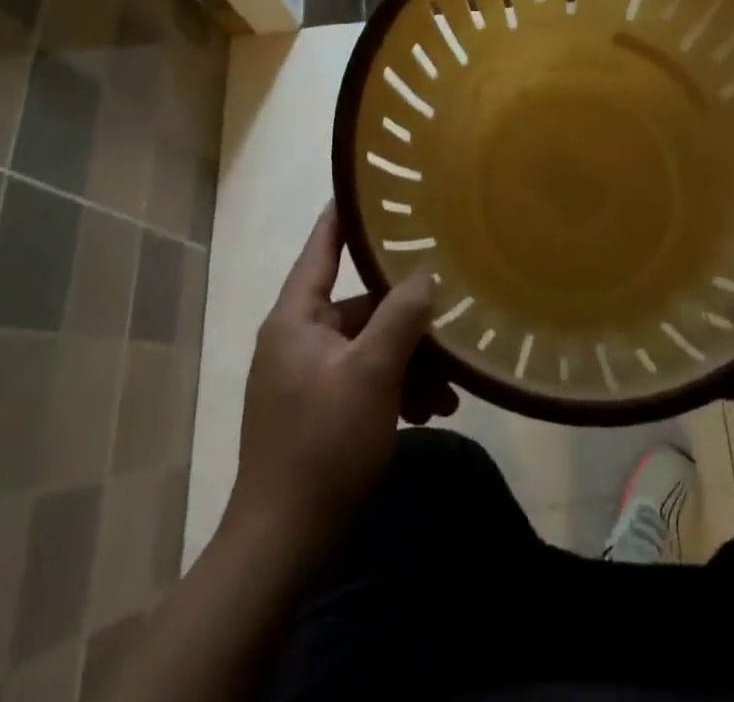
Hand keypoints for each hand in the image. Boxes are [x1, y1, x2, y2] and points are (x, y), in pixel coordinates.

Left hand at [226, 206, 455, 555]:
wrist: (281, 547)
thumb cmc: (322, 446)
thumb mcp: (372, 374)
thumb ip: (401, 315)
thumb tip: (425, 273)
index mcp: (296, 317)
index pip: (322, 245)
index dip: (348, 213)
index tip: (376, 185)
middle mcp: (298, 337)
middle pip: (362, 305)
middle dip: (409, 320)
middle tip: (453, 327)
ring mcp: (308, 375)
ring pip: (370, 346)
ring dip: (410, 362)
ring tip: (451, 390)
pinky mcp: (319, 408)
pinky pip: (365, 378)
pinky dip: (397, 388)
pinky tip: (434, 410)